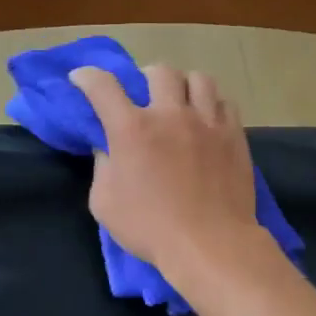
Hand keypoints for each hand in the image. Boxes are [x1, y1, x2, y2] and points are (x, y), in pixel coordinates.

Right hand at [69, 63, 265, 283]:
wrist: (210, 243)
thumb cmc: (150, 228)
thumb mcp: (105, 204)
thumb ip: (102, 168)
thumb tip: (107, 149)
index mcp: (132, 129)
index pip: (103, 86)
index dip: (87, 76)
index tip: (82, 78)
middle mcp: (170, 115)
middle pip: (159, 71)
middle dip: (146, 77)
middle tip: (145, 95)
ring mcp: (207, 122)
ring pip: (198, 79)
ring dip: (185, 85)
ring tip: (182, 102)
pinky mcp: (234, 135)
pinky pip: (225, 103)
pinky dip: (213, 105)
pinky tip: (209, 121)